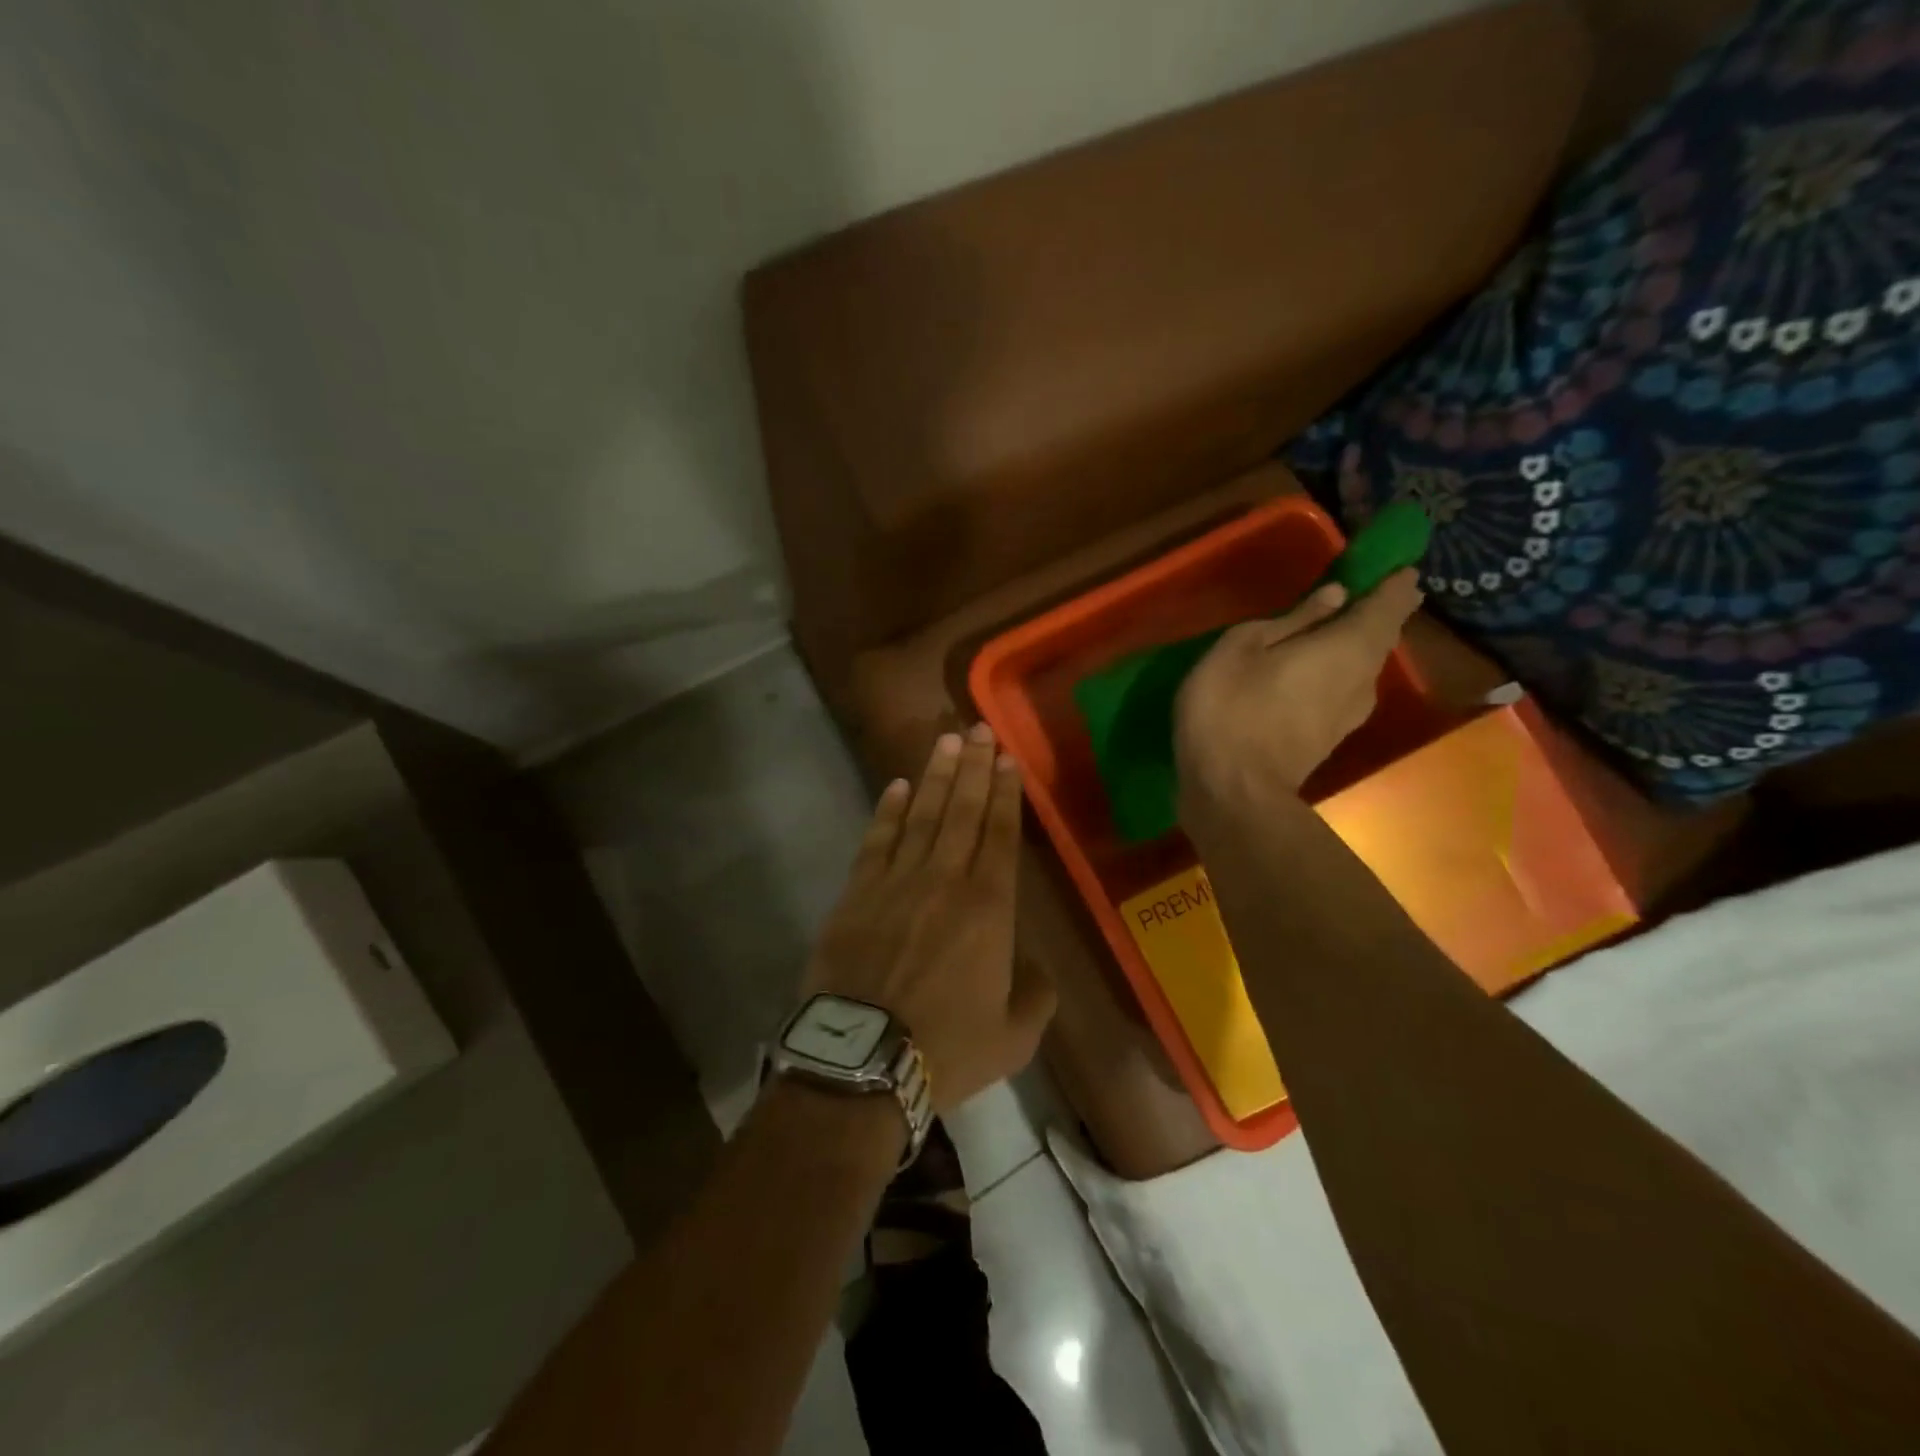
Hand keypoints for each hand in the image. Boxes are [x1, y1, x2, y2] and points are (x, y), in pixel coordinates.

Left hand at [802, 725, 1055, 1112]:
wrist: (863, 1059)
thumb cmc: (946, 1047)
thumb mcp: (1014, 1036)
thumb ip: (1036, 995)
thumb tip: (1032, 968)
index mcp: (989, 908)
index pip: (1000, 834)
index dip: (1005, 793)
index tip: (1007, 758)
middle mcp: (944, 880)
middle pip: (962, 811)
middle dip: (974, 767)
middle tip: (980, 728)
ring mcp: (896, 881)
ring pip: (922, 815)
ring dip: (936, 776)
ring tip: (947, 741)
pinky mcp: (857, 893)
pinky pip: (877, 840)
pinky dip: (889, 810)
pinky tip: (898, 787)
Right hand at [1175, 569, 1422, 806]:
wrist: (1233, 792)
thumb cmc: (1230, 708)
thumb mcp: (1242, 648)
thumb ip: (1292, 620)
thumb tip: (1335, 596)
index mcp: (1349, 645)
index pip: (1391, 601)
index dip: (1395, 580)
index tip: (1392, 564)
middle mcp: (1364, 676)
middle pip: (1381, 634)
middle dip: (1375, 610)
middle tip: (1355, 591)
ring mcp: (1351, 712)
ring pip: (1363, 664)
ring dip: (1352, 643)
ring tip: (1326, 629)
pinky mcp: (1332, 736)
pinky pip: (1345, 688)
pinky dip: (1336, 671)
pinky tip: (1310, 671)